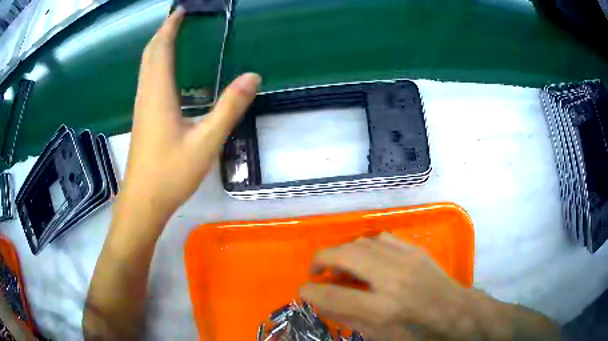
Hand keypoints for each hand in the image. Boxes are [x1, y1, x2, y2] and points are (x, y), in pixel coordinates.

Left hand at [121, 7, 260, 225]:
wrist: (143, 202)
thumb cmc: (171, 174)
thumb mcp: (206, 142)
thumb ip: (229, 107)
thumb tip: (252, 77)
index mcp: (159, 94)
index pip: (162, 48)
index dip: (170, 26)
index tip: (182, 10)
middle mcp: (146, 95)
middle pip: (150, 53)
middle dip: (163, 32)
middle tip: (180, 18)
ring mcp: (142, 107)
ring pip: (146, 67)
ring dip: (158, 47)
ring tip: (175, 36)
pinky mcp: (143, 118)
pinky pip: (147, 80)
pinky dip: (156, 64)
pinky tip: (168, 71)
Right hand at [300, 233, 493, 339]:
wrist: (455, 313)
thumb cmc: (416, 333)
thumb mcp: (379, 335)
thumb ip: (348, 317)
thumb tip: (322, 301)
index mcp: (382, 308)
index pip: (332, 294)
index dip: (309, 291)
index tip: (303, 290)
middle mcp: (391, 277)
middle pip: (343, 255)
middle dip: (319, 260)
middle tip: (316, 271)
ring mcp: (405, 259)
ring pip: (360, 242)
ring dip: (341, 252)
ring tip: (338, 265)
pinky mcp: (414, 249)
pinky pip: (381, 238)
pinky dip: (365, 246)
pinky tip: (365, 258)